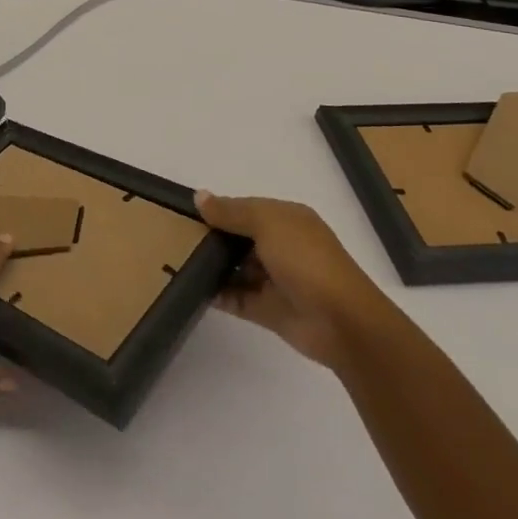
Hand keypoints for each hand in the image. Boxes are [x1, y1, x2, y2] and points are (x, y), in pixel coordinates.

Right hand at [195, 192, 374, 368]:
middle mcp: (282, 246)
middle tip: (176, 237)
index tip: (186, 213)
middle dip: (212, 238)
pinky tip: (190, 288)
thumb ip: (232, 211)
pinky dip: (217, 294)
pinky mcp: (268, 309)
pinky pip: (236, 298)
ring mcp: (275, 280)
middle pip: (240, 238)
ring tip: (177, 262)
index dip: (220, 209)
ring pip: (236, 269)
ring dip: (212, 266)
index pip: (247, 209)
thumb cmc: (306, 260)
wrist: (341, 322)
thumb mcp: (268, 223)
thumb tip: (199, 196)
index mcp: (287, 220)